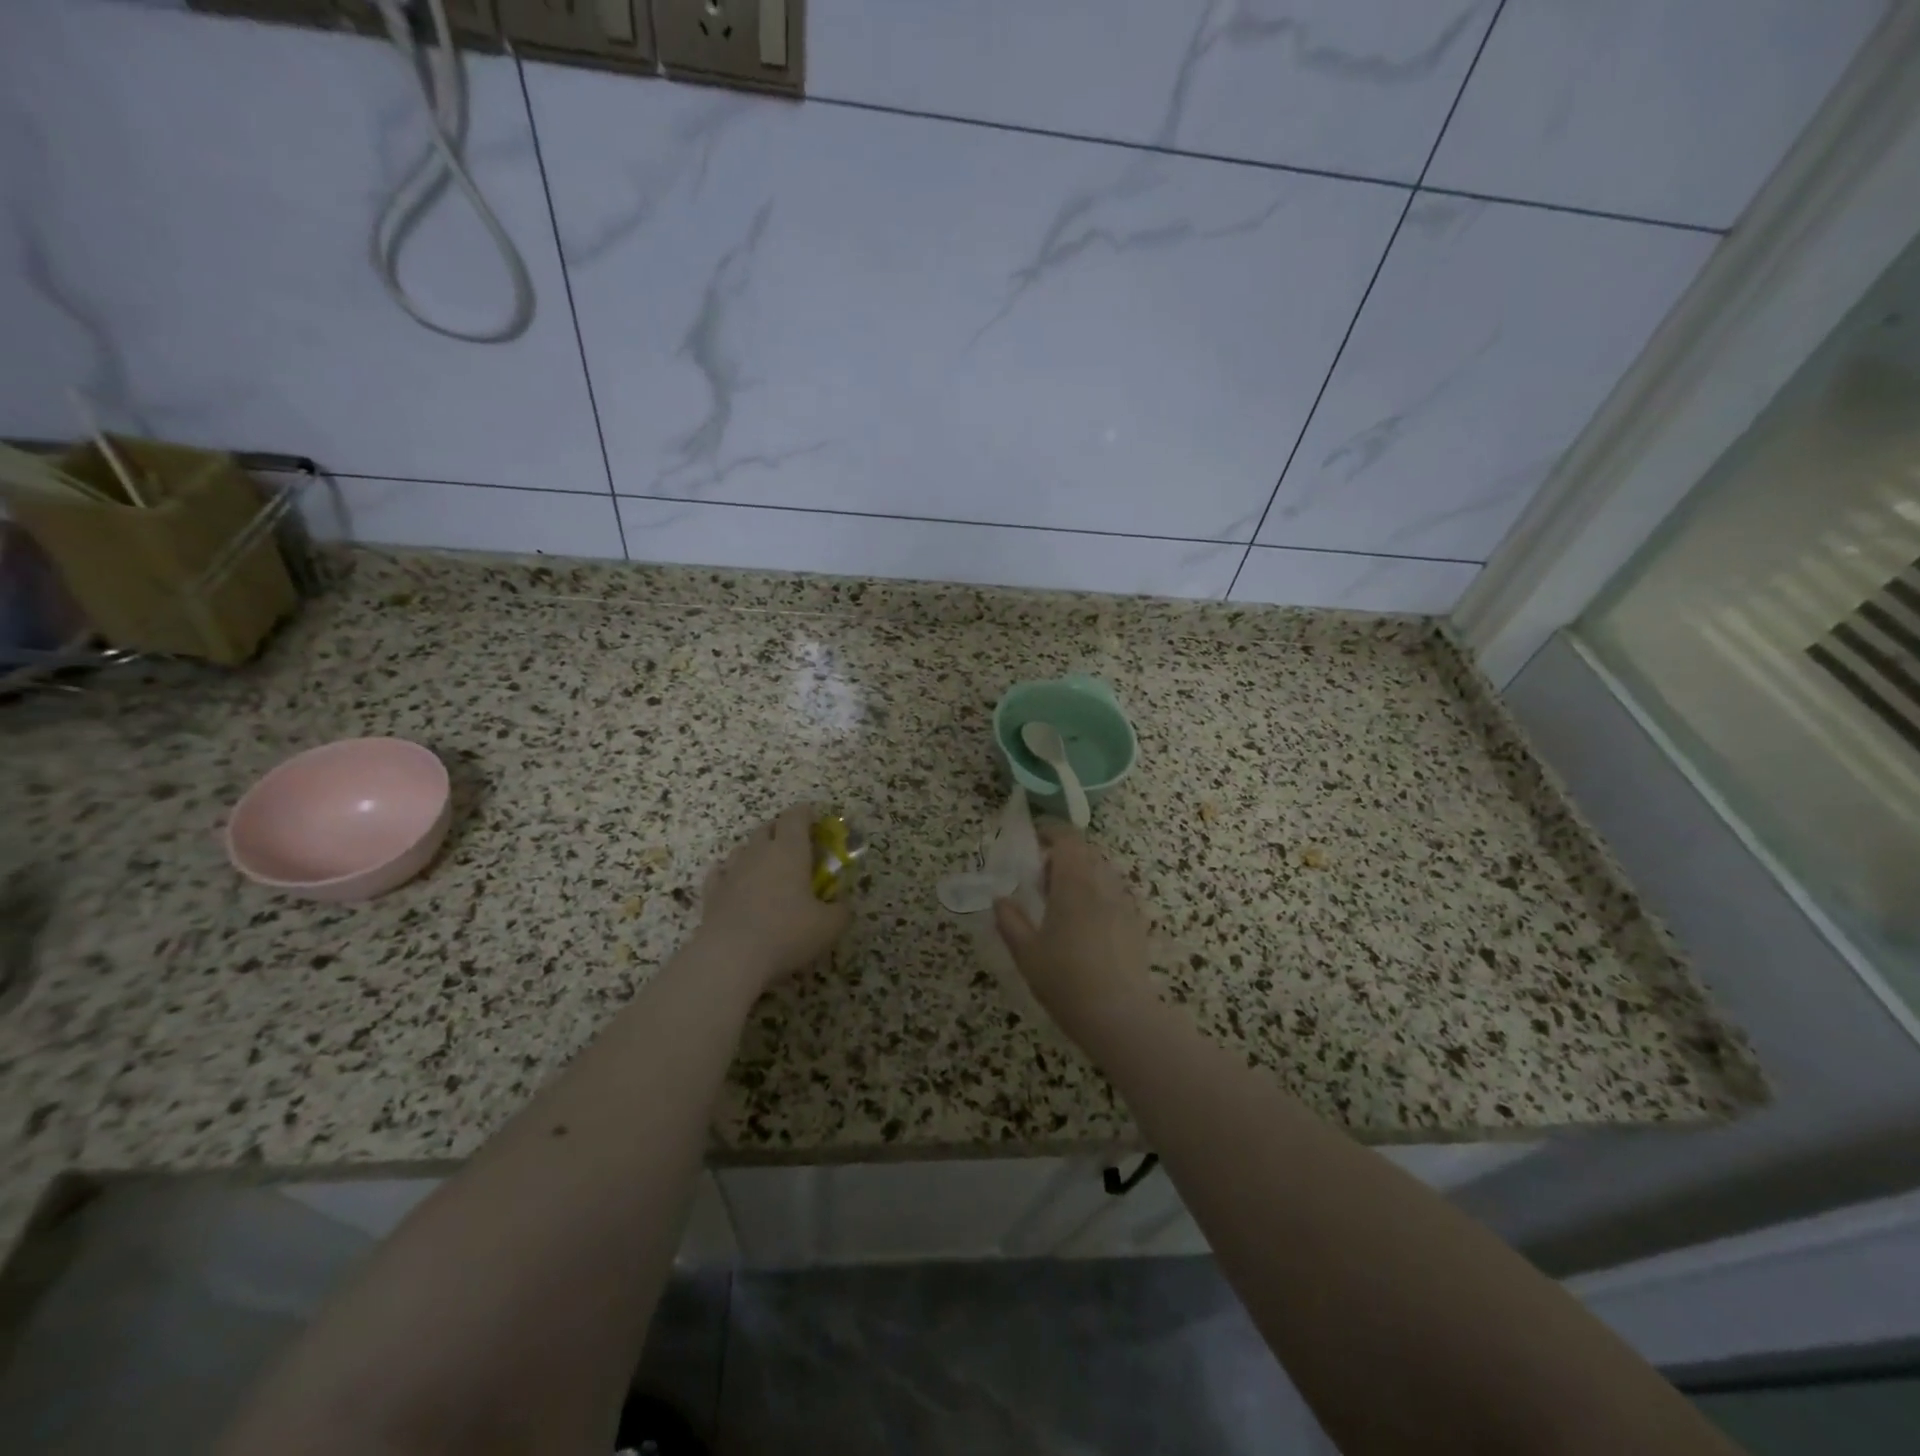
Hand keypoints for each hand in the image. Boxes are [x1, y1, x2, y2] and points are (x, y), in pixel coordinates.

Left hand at [696, 805, 850, 989]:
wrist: (730, 957)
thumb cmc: (787, 933)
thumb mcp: (829, 926)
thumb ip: (841, 910)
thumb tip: (841, 905)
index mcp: (790, 851)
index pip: (796, 816)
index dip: (806, 814)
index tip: (816, 821)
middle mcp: (759, 853)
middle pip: (768, 828)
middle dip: (782, 831)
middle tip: (796, 847)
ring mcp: (731, 871)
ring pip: (743, 848)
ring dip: (757, 852)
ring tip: (767, 869)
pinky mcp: (712, 892)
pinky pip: (721, 872)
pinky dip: (731, 874)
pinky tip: (736, 885)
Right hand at [994, 823, 1154, 1028]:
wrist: (1119, 1015)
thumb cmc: (1065, 980)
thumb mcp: (1026, 953)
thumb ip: (1010, 921)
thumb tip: (1000, 900)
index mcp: (1074, 884)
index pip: (1068, 839)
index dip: (1052, 832)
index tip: (1035, 840)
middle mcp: (1103, 885)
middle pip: (1087, 853)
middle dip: (1064, 857)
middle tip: (1042, 881)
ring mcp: (1124, 904)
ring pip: (1103, 873)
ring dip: (1083, 876)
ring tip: (1064, 904)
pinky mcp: (1137, 924)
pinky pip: (1116, 895)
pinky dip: (1099, 896)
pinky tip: (1088, 926)